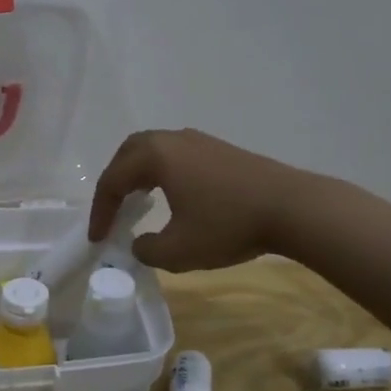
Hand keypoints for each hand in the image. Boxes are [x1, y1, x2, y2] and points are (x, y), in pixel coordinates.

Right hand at [89, 129, 308, 271]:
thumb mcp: (178, 251)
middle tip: (111, 211)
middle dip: (114, 182)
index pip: (112, 180)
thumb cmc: (229, 226)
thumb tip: (140, 243)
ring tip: (136, 202)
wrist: (293, 208)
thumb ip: (147, 250)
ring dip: (137, 174)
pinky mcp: (220, 149)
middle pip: (128, 153)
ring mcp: (199, 141)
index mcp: (155, 156)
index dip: (100, 212)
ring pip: (153, 150)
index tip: (98, 239)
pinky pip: (175, 155)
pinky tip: (172, 195)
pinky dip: (161, 172)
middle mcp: (172, 140)